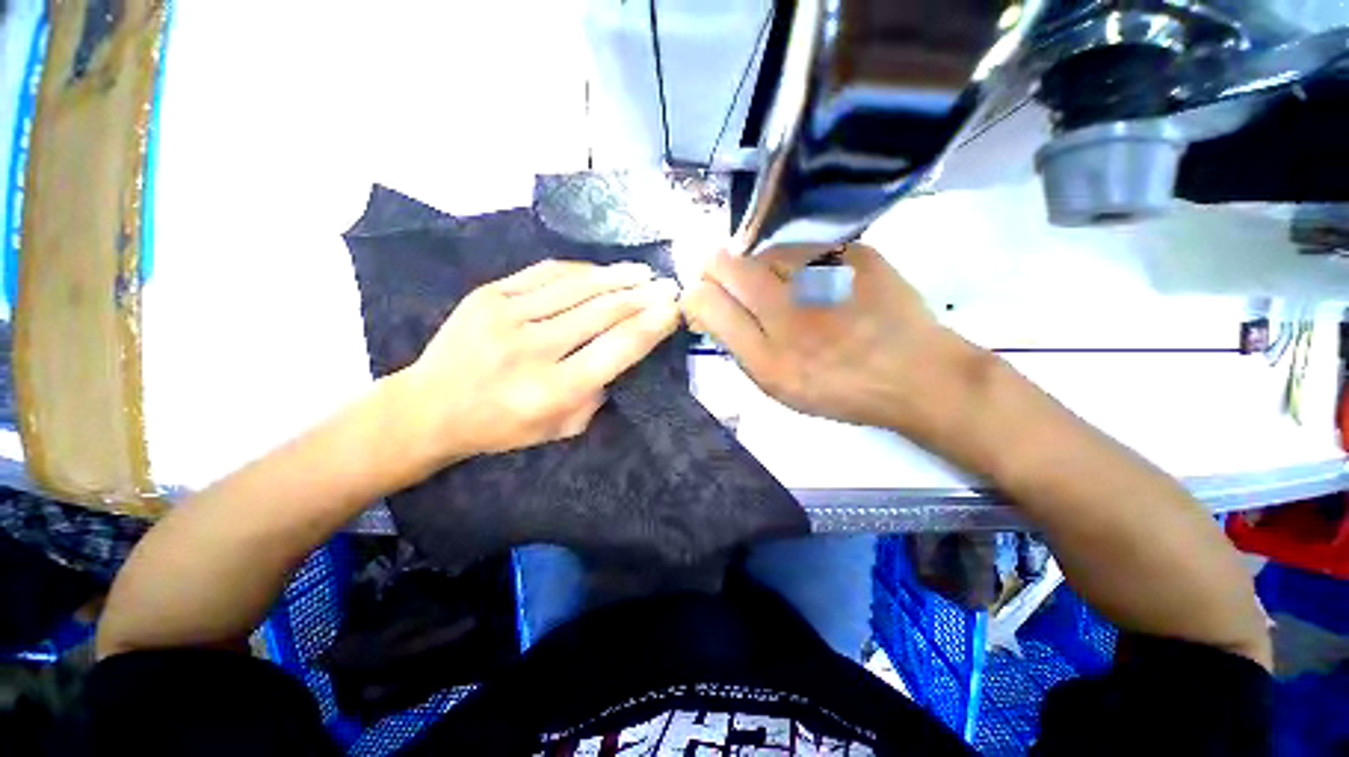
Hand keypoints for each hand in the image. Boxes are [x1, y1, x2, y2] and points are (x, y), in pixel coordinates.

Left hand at [401, 260, 680, 463]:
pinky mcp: (487, 295)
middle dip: (642, 297)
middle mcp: (532, 350)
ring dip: (618, 276)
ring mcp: (506, 316)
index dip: (651, 327)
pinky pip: (546, 273)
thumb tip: (623, 351)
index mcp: (553, 390)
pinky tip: (602, 271)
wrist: (429, 407)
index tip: (674, 310)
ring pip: (578, 287)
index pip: (616, 349)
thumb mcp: (561, 428)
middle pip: (602, 312)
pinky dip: (581, 270)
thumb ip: (597, 393)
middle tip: (667, 287)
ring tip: (643, 272)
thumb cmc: (502, 426)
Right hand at [682, 245, 967, 434]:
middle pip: (725, 264)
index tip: (706, 302)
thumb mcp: (776, 384)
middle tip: (737, 290)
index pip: (704, 299)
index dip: (697, 296)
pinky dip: (799, 264)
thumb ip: (736, 344)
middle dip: (718, 272)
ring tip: (785, 292)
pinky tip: (818, 285)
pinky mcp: (854, 252)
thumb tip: (708, 305)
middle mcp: (788, 306)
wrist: (916, 372)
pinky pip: (804, 248)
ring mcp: (823, 272)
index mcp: (766, 352)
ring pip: (763, 252)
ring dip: (762, 269)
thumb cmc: (839, 388)